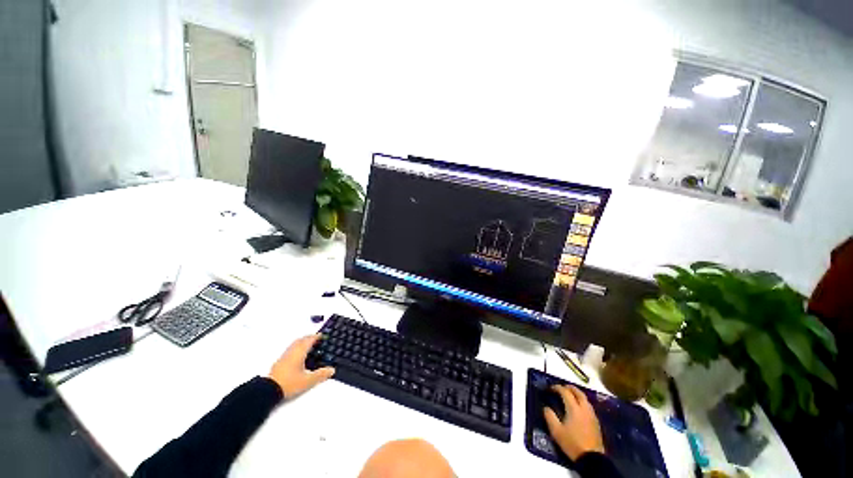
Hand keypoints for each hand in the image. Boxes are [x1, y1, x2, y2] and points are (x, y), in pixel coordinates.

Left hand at [268, 334, 334, 398]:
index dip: (316, 337)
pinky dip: (296, 348)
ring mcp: (284, 356)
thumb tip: (332, 370)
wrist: (268, 390)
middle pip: (301, 340)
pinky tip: (297, 356)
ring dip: (301, 342)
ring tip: (307, 345)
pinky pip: (289, 350)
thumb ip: (321, 375)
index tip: (322, 335)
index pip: (309, 340)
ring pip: (294, 344)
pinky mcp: (279, 362)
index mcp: (300, 352)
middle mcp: (292, 352)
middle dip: (308, 337)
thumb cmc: (289, 383)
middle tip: (315, 338)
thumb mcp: (308, 380)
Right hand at [543, 384, 604, 460]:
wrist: (592, 458)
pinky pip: (588, 406)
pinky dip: (582, 401)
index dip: (557, 388)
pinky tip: (578, 407)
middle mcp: (584, 408)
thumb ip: (549, 417)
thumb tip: (546, 407)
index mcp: (574, 408)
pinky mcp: (596, 422)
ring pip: (585, 398)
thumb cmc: (572, 443)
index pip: (565, 392)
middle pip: (578, 392)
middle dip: (569, 387)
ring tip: (570, 395)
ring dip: (577, 394)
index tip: (550, 388)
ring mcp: (592, 415)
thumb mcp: (556, 431)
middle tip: (562, 387)